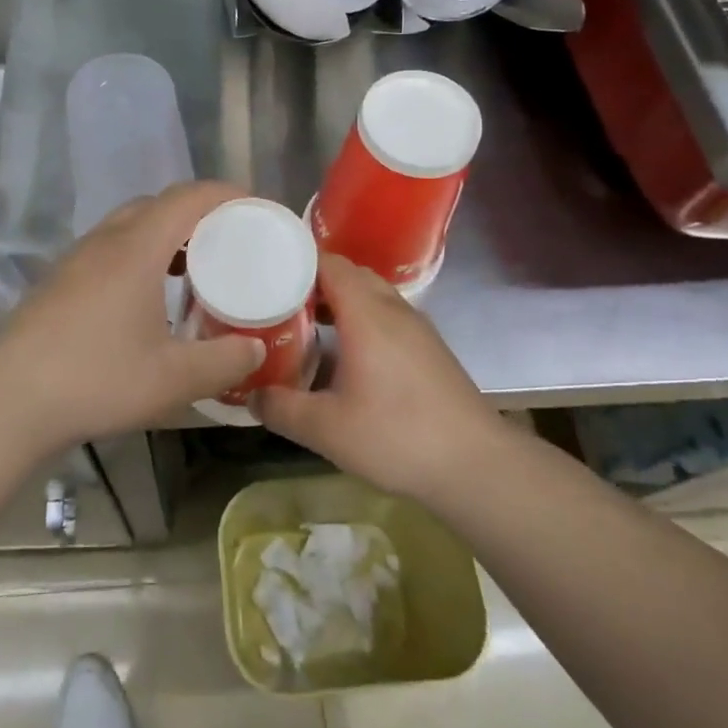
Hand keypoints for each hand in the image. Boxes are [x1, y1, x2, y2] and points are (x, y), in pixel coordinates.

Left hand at [0, 183, 266, 456]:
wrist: (7, 401)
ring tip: (193, 267)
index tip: (256, 207)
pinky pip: (110, 247)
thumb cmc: (96, 380)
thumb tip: (256, 349)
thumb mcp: (173, 379)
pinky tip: (147, 297)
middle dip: (197, 213)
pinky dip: (139, 254)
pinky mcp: (59, 280)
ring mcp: (76, 259)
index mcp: (136, 248)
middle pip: (158, 204)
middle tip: (228, 240)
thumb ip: (223, 362)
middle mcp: (106, 240)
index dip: (225, 194)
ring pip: (130, 225)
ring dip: (165, 234)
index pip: (188, 198)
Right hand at [253, 255, 502, 502]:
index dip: (296, 262)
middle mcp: (393, 308)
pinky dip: (361, 319)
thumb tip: (252, 396)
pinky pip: (387, 314)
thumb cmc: (396, 436)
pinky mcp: (429, 347)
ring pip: (371, 294)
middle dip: (314, 282)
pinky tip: (347, 355)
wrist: (475, 464)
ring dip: (340, 301)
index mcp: (366, 313)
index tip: (266, 275)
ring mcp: (416, 327)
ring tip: (307, 326)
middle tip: (279, 302)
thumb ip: (281, 408)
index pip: (329, 263)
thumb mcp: (326, 429)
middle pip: (349, 274)